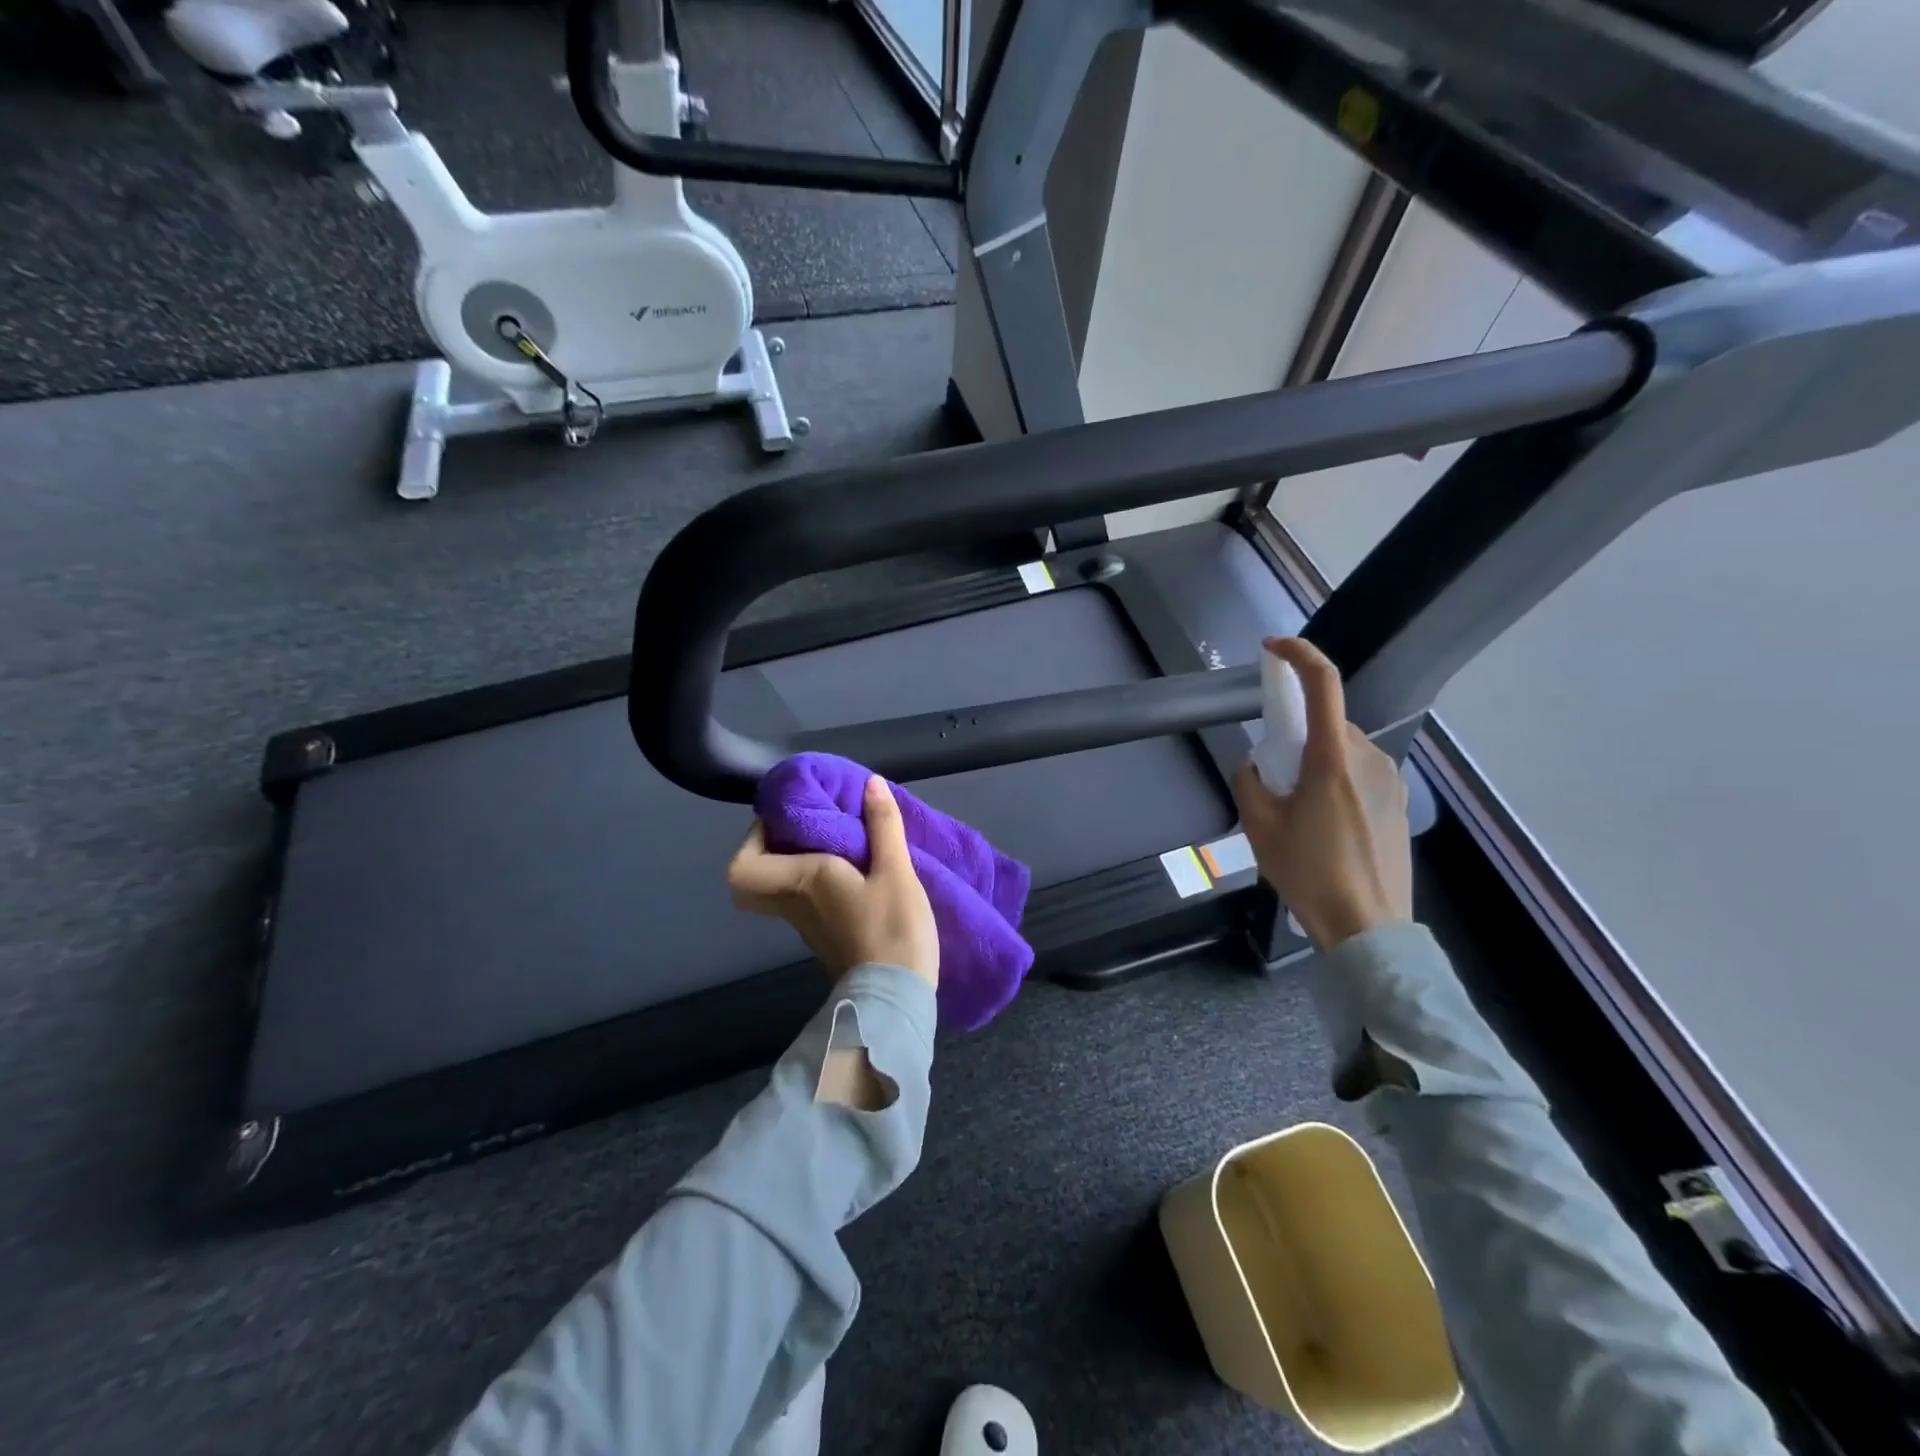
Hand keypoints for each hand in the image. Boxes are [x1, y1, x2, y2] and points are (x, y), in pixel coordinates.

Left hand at [727, 775, 939, 987]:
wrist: (896, 1000)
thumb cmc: (892, 930)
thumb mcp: (897, 872)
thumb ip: (884, 825)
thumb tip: (871, 783)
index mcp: (803, 881)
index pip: (743, 866)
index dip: (752, 839)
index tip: (785, 818)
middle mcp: (795, 904)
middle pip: (753, 881)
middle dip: (769, 850)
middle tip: (804, 828)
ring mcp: (807, 926)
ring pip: (780, 890)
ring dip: (796, 864)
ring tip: (835, 841)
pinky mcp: (825, 938)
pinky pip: (804, 902)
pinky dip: (815, 883)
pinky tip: (852, 870)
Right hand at [1232, 637, 1413, 949]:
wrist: (1368, 926)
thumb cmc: (1309, 873)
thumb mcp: (1259, 827)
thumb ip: (1249, 781)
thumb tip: (1256, 764)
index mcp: (1331, 757)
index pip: (1323, 684)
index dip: (1298, 654)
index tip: (1271, 649)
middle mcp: (1368, 757)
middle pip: (1327, 723)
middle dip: (1297, 736)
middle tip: (1275, 778)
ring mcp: (1390, 779)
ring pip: (1343, 749)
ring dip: (1317, 762)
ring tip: (1300, 812)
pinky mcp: (1399, 800)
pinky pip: (1359, 772)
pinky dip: (1336, 780)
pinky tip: (1326, 825)